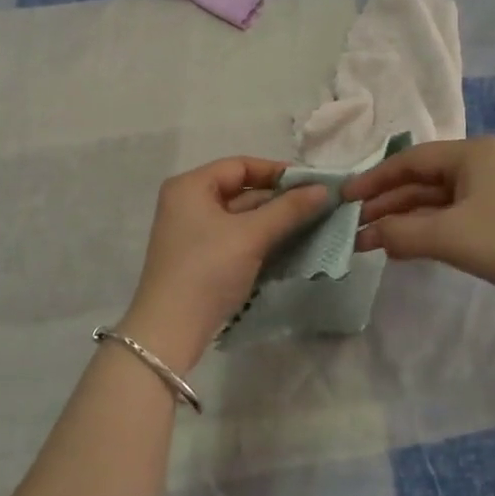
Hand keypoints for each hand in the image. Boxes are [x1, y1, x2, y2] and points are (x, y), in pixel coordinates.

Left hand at [120, 158, 330, 371]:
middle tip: (319, 207)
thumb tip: (323, 189)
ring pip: (242, 218)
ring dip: (275, 222)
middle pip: (242, 191)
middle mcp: (188, 203)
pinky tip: (291, 247)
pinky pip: (237, 239)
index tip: (313, 184)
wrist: (171, 329)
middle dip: (280, 200)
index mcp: (190, 186)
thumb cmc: (208, 270)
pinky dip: (262, 241)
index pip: (241, 166)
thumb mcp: (251, 236)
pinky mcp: (201, 258)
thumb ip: (288, 209)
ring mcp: (193, 233)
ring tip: (314, 226)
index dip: (278, 172)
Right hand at [344, 138, 494, 303]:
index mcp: (470, 154)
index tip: (345, 199)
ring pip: (437, 201)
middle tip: (355, 228)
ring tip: (373, 243)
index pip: (409, 160)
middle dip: (387, 205)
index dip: (373, 179)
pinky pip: (453, 216)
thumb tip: (368, 235)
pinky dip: (428, 230)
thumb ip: (400, 232)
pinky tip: (406, 248)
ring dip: (405, 221)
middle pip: (422, 180)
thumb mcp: (447, 236)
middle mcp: (482, 164)